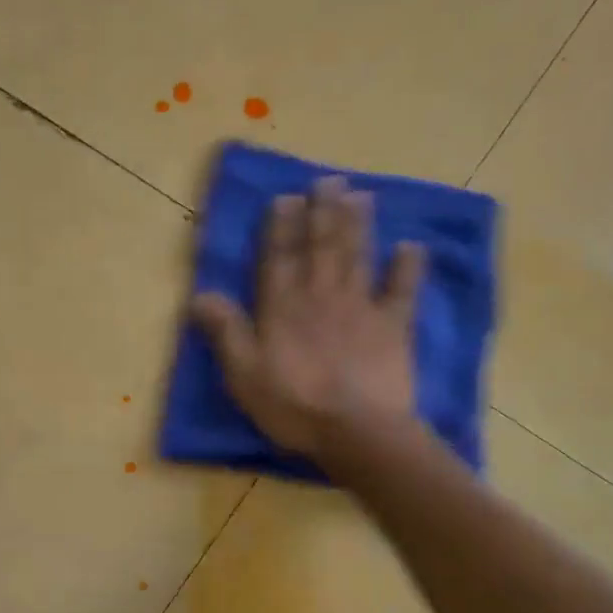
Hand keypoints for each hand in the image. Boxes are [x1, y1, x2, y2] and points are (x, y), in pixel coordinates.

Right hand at [190, 175, 424, 458]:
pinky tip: (411, 247)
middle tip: (328, 180)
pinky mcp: (394, 327)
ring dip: (358, 225)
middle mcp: (321, 297)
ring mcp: (361, 308)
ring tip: (360, 195)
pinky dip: (408, 268)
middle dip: (323, 212)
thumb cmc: (293, 406)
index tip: (286, 197)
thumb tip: (200, 294)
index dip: (281, 227)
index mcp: (283, 308)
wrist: (357, 431)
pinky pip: (402, 291)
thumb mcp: (243, 374)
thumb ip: (226, 332)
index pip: (279, 259)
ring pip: (358, 257)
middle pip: (322, 247)